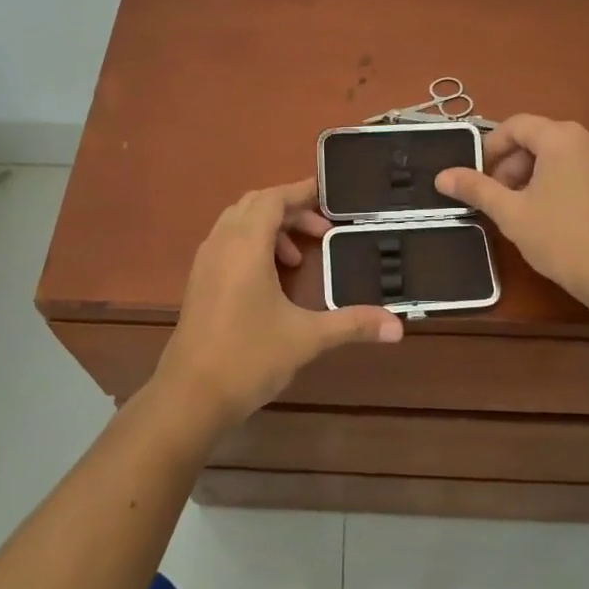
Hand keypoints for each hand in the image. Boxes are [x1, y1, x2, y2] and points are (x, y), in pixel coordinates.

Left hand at [157, 179, 402, 428]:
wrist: (190, 396)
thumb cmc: (248, 358)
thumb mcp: (306, 338)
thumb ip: (352, 324)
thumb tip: (398, 327)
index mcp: (245, 246)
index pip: (272, 199)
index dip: (301, 192)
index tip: (330, 195)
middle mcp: (221, 245)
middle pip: (254, 205)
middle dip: (290, 211)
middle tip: (323, 231)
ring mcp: (205, 263)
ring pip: (238, 224)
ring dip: (270, 229)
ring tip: (300, 258)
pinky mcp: (199, 282)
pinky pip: (227, 243)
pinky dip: (252, 245)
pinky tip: (272, 279)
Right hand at [434, 115, 588, 312]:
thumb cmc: (561, 239)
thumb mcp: (511, 213)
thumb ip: (476, 188)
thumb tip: (442, 177)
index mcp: (563, 138)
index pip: (517, 125)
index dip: (491, 147)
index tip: (478, 176)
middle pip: (540, 138)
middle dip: (513, 163)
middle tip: (499, 197)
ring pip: (561, 153)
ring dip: (535, 172)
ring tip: (524, 207)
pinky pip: (582, 166)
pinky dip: (560, 179)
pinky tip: (554, 212)